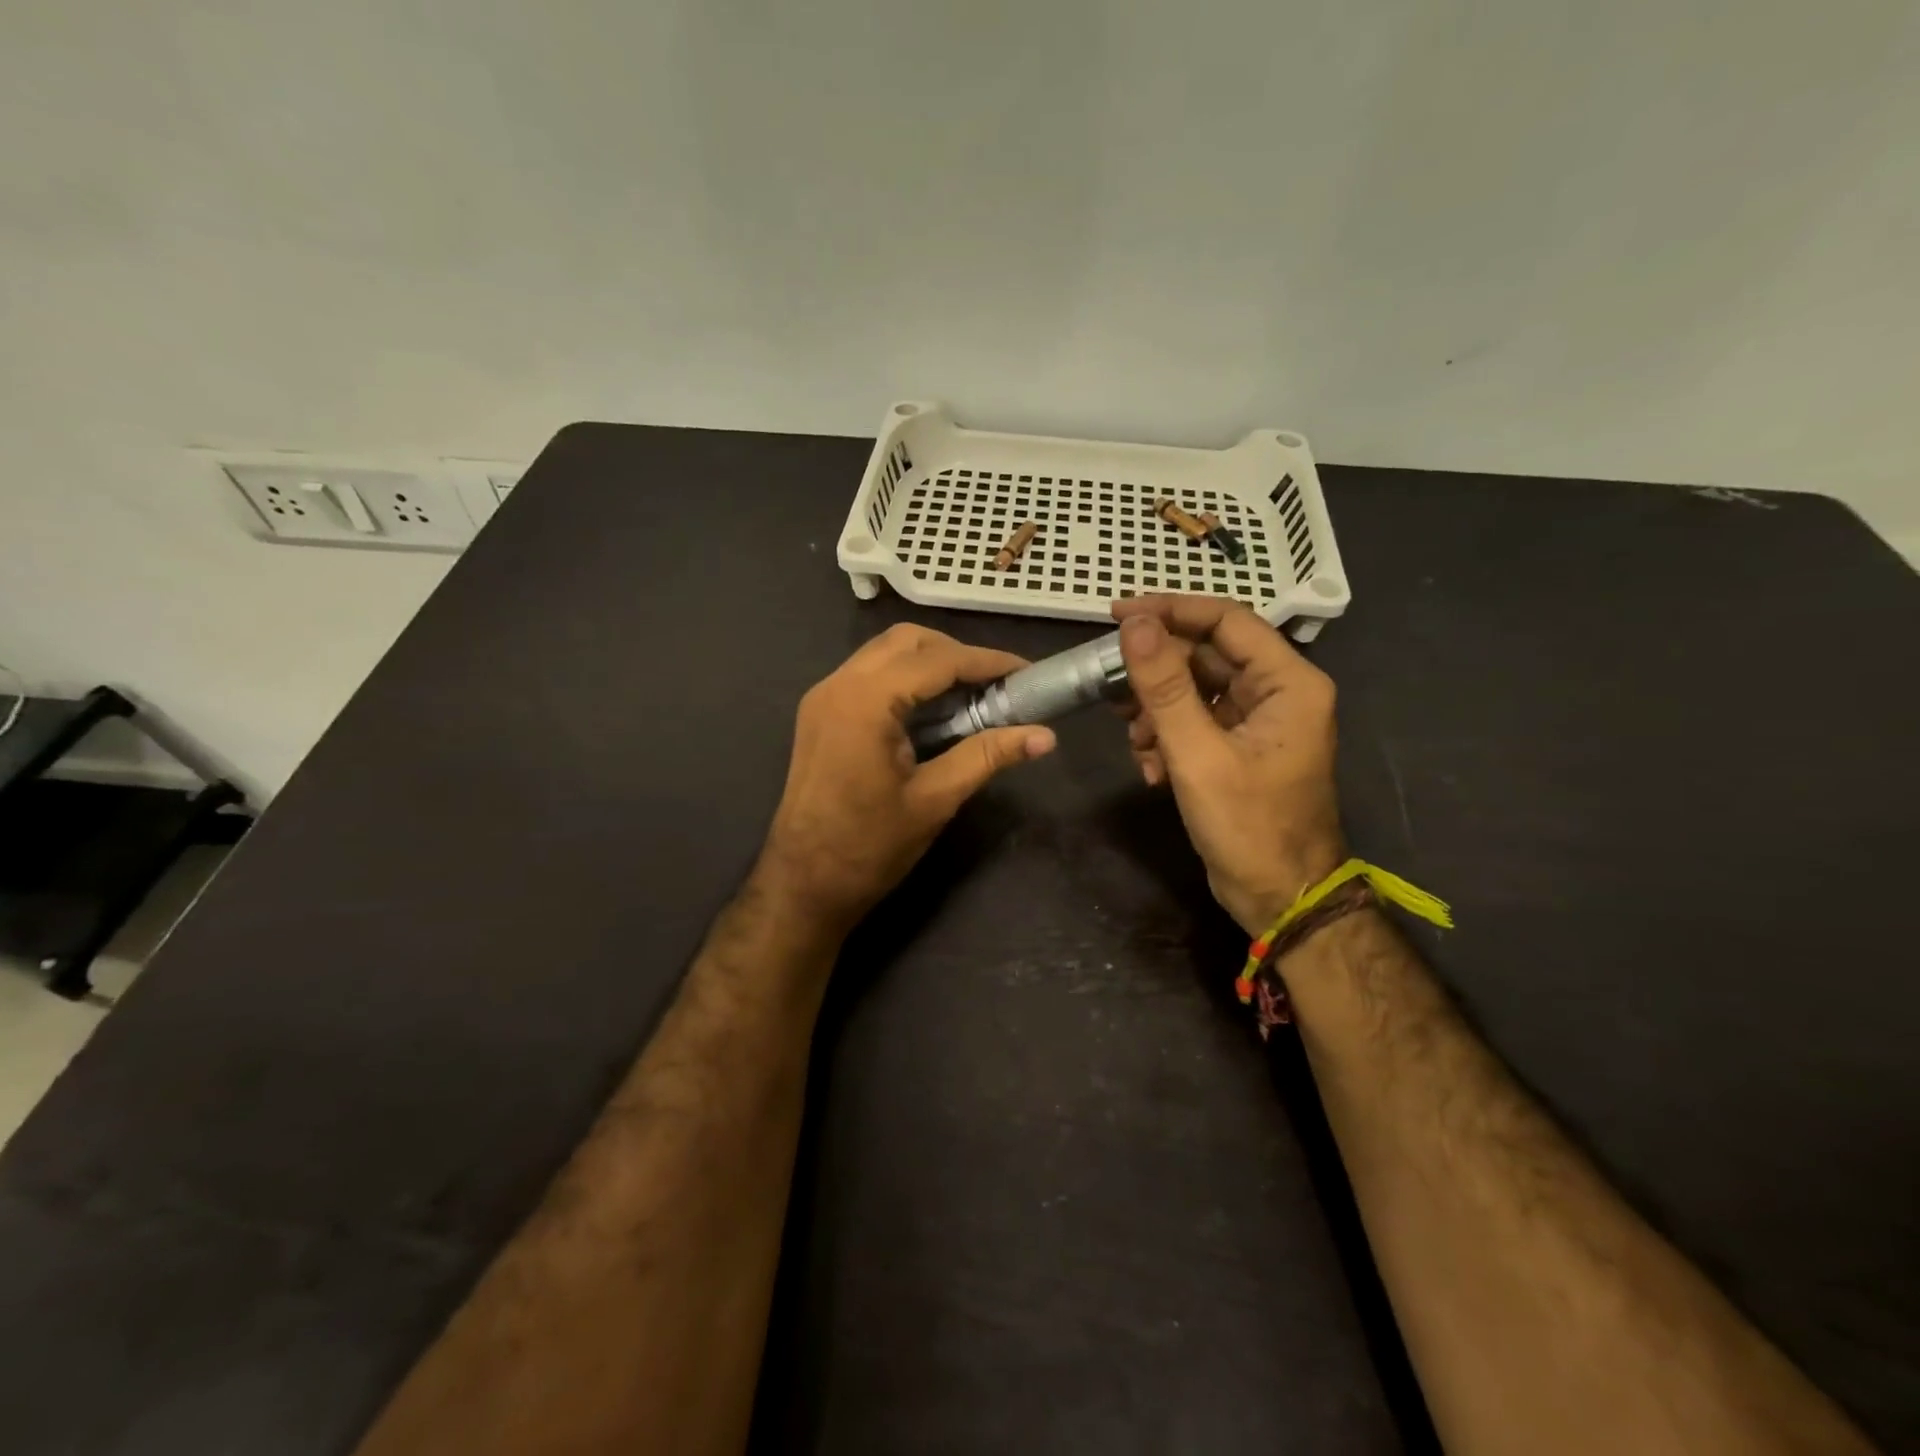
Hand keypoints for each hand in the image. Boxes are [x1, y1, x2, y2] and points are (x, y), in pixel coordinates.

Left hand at [757, 624, 1056, 935]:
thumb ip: (988, 756)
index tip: (1027, 673)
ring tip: (971, 695)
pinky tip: (932, 710)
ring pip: (885, 653)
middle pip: (907, 641)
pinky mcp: (819, 713)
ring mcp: (823, 697)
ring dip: (930, 663)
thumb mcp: (935, 799)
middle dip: (956, 654)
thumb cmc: (869, 847)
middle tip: (997, 685)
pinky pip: (868, 675)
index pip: (936, 661)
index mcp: (865, 702)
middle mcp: (838, 684)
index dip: (987, 662)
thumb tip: (1046, 736)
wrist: (803, 884)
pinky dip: (905, 679)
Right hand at [1113, 595, 1345, 934]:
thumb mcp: (1198, 753)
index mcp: (1288, 682)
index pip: (1226, 619)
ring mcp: (1258, 721)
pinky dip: (1167, 737)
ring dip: (1156, 712)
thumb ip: (1164, 686)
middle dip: (1155, 675)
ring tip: (1135, 743)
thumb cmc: (1248, 826)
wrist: (1280, 898)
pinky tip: (1152, 769)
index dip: (1170, 610)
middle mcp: (1278, 692)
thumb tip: (1134, 624)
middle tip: (1111, 690)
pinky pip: (1196, 722)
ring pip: (1194, 691)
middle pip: (1205, 656)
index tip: (1116, 615)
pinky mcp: (1239, 747)